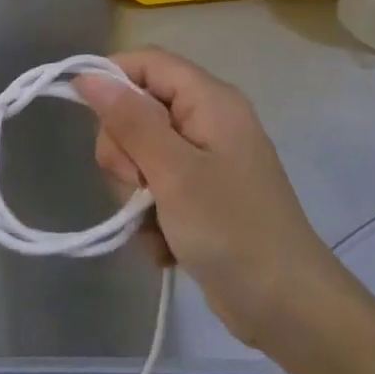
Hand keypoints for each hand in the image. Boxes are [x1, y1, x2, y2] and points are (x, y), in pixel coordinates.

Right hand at [77, 49, 340, 351]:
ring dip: (136, 195)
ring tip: (156, 225)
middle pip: (138, 111)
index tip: (85, 114)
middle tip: (137, 186)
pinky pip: (155, 191)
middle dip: (125, 152)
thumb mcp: (173, 172)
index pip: (147, 62)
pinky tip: (166, 246)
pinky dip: (152, 219)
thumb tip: (89, 76)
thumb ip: (131, 120)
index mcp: (209, 100)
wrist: (289, 310)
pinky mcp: (200, 198)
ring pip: (140, 155)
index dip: (112, 79)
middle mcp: (206, 121)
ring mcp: (204, 162)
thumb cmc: (232, 230)